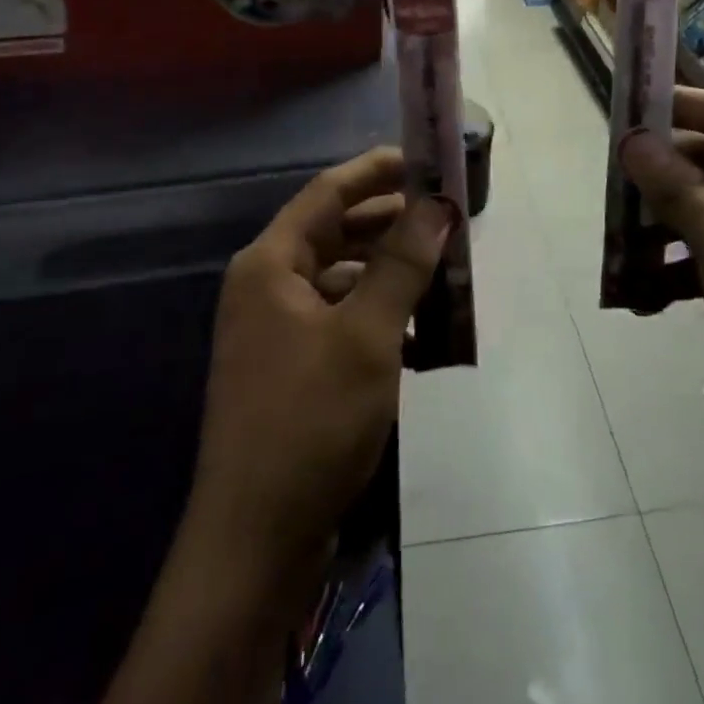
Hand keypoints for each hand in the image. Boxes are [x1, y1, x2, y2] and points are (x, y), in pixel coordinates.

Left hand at [185, 147, 454, 581]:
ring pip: (343, 279)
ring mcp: (277, 330)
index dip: (377, 170)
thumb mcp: (366, 335)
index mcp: (271, 264)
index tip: (425, 159)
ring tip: (445, 272)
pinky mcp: (292, 369)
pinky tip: (423, 336)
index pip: (329, 193)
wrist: (256, 544)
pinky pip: (342, 320)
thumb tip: (437, 205)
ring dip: (392, 274)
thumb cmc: (310, 421)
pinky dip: (380, 318)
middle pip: (337, 233)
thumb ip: (402, 264)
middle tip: (447, 217)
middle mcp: (268, 287)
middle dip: (392, 224)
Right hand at [621, 89, 703, 493]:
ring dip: (660, 232)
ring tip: (619, 252)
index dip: (678, 105)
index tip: (625, 110)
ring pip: (702, 216)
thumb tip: (632, 138)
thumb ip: (677, 187)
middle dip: (658, 180)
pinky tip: (642, 298)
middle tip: (609, 191)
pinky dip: (676, 273)